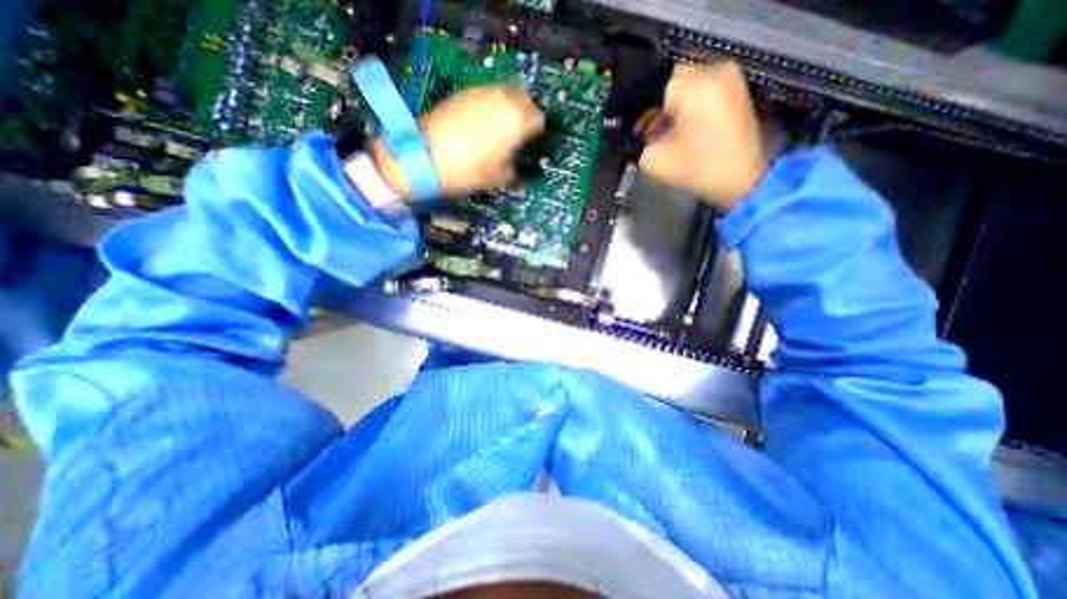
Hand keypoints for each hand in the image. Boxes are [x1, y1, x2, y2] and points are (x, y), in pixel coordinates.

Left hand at [373, 84, 545, 197]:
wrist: (426, 155)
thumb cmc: (470, 169)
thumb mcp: (499, 178)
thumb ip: (515, 175)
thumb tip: (519, 179)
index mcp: (517, 119)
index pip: (538, 119)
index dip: (536, 132)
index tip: (530, 144)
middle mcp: (504, 99)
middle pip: (524, 100)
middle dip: (524, 115)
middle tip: (518, 135)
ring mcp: (482, 92)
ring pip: (505, 94)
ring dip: (508, 109)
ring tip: (499, 129)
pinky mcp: (465, 92)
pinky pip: (487, 96)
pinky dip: (490, 107)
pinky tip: (481, 125)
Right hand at [641, 60, 766, 209]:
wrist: (741, 181)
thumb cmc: (697, 169)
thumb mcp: (654, 159)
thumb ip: (639, 141)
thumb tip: (639, 130)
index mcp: (694, 85)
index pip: (654, 86)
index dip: (641, 110)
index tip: (636, 131)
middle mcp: (714, 70)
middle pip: (671, 82)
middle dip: (657, 106)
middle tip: (649, 132)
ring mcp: (730, 77)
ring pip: (687, 85)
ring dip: (673, 107)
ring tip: (665, 133)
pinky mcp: (737, 89)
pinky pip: (703, 89)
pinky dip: (690, 106)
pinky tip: (683, 128)